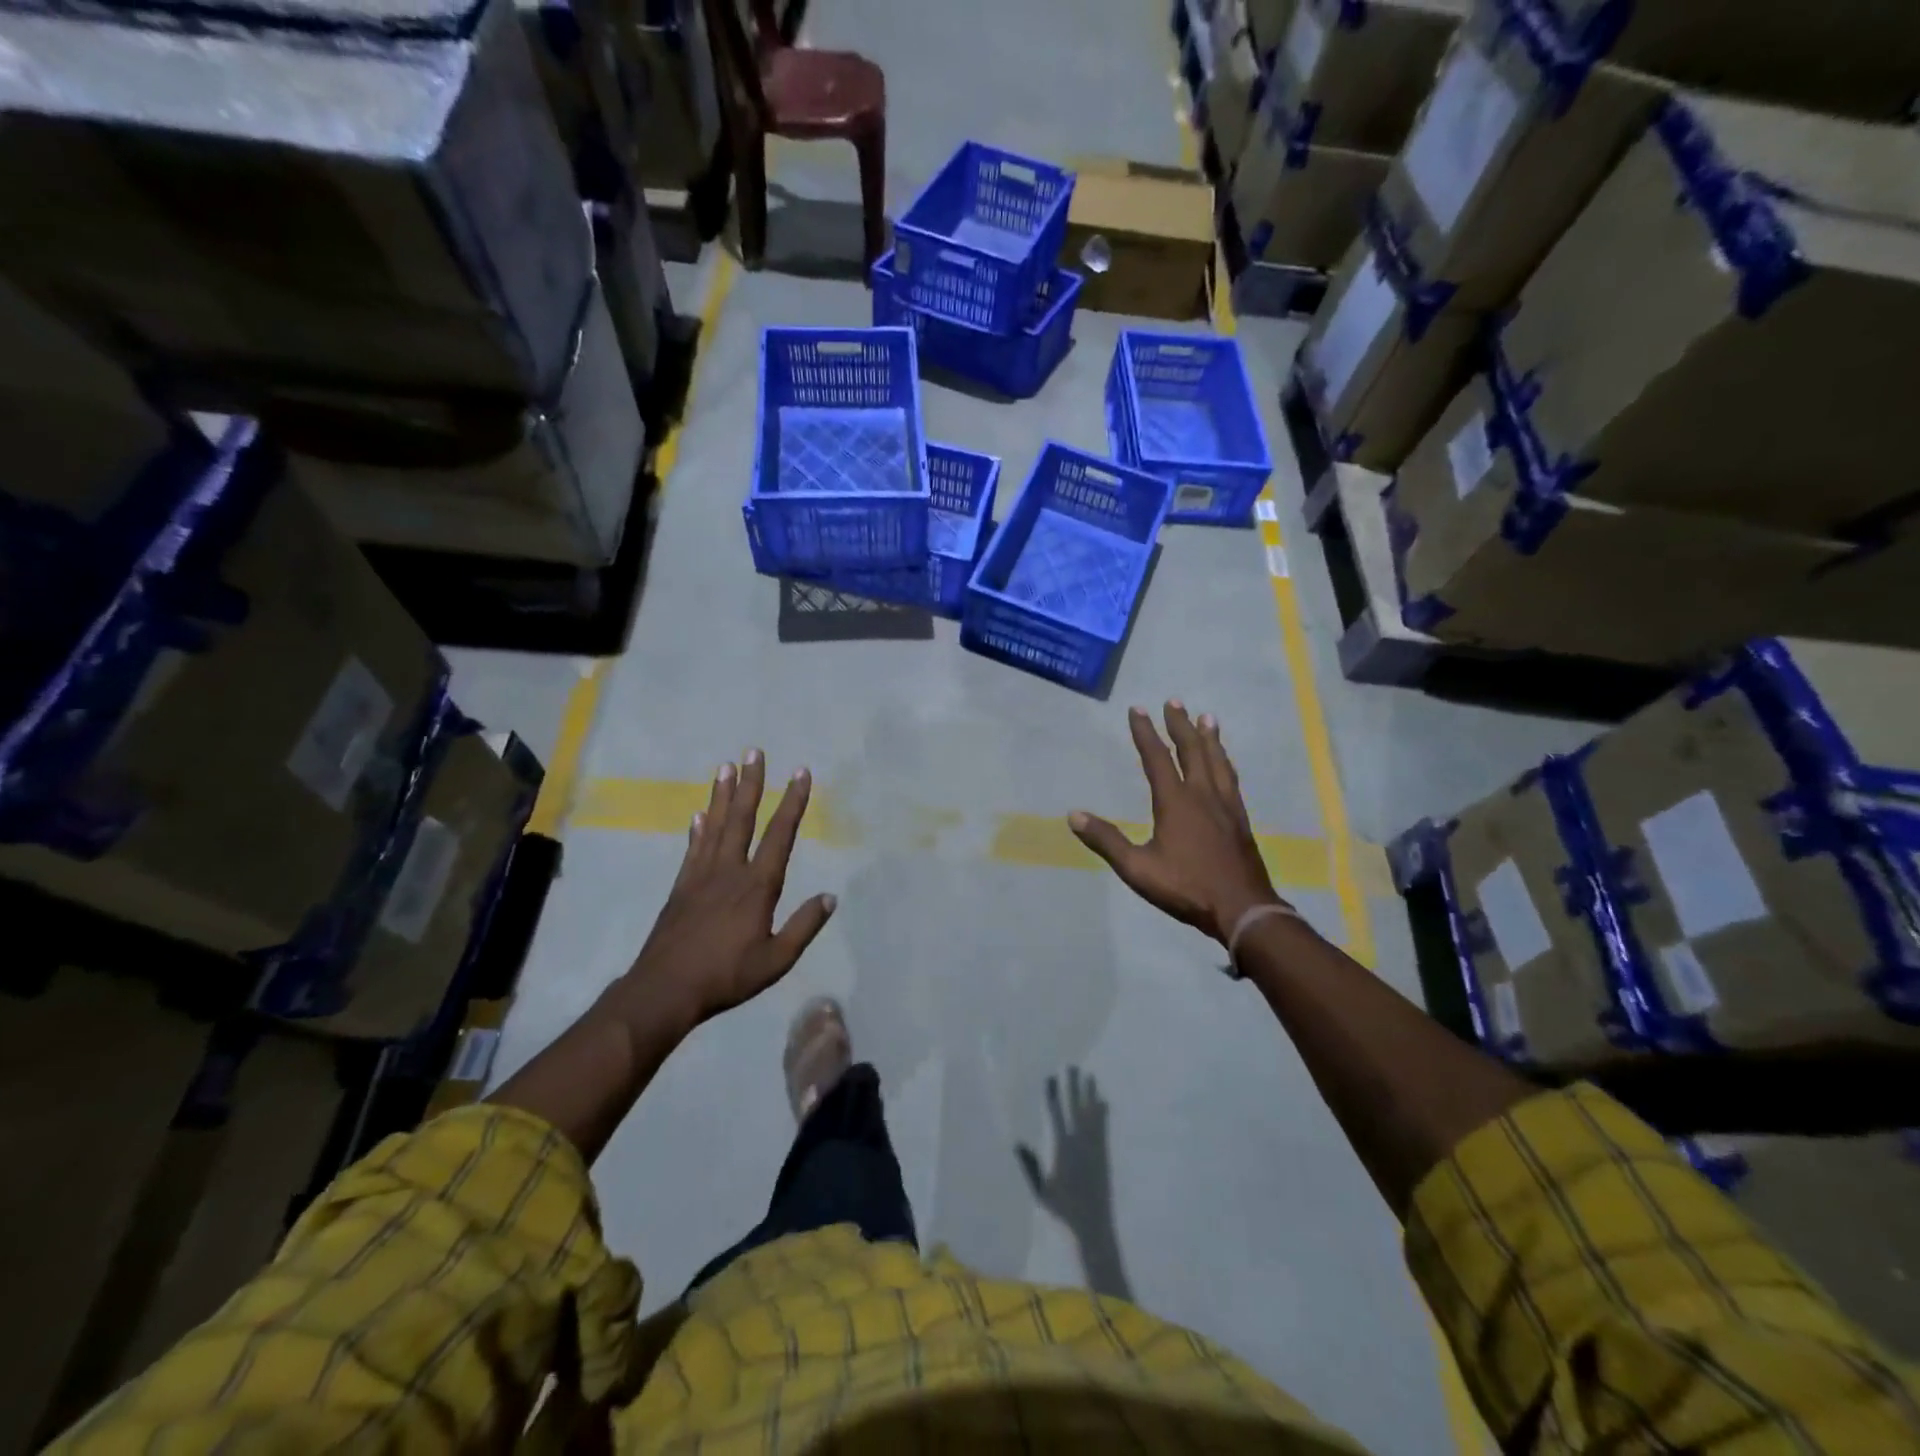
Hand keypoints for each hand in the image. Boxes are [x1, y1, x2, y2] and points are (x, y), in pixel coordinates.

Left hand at [611, 751, 836, 1034]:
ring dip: (722, 795)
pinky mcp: (681, 887)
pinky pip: (693, 849)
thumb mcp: (776, 960)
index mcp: (757, 886)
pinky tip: (698, 814)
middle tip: (754, 751)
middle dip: (751, 783)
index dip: (792, 802)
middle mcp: (729, 871)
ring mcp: (701, 876)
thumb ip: (804, 926)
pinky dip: (697, 829)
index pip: (780, 835)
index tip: (801, 772)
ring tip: (726, 766)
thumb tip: (830, 897)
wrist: (664, 990)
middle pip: (742, 818)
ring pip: (714, 826)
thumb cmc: (726, 976)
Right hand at [1016, 1068, 1114, 1233]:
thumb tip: (1018, 1143)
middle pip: (1075, 1108)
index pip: (1056, 1115)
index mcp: (1063, 1149)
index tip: (1052, 1077)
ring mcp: (1094, 1147)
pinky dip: (1103, 1113)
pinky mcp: (1104, 1153)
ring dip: (1089, 1094)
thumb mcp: (1041, 1191)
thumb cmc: (1063, 1209)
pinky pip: (1103, 1127)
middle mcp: (1080, 1142)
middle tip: (1072, 1066)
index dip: (1053, 1095)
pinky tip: (1103, 1101)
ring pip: (1091, 1113)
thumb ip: (1031, 1166)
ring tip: (1089, 1075)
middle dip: (1073, 1086)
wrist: (1094, 1225)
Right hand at [1070, 702, 1285, 945]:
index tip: (1137, 709)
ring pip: (1217, 761)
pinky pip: (1231, 779)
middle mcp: (1202, 795)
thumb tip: (1074, 815)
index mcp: (1176, 802)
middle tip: (1174, 701)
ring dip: (1209, 737)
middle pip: (1192, 751)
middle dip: (1180, 725)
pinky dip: (1225, 761)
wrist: (1243, 909)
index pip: (1157, 758)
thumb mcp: (1137, 868)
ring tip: (1207, 718)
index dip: (1145, 732)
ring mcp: (1226, 806)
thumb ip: (1106, 841)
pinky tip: (1225, 762)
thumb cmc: (1186, 887)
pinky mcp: (1240, 819)